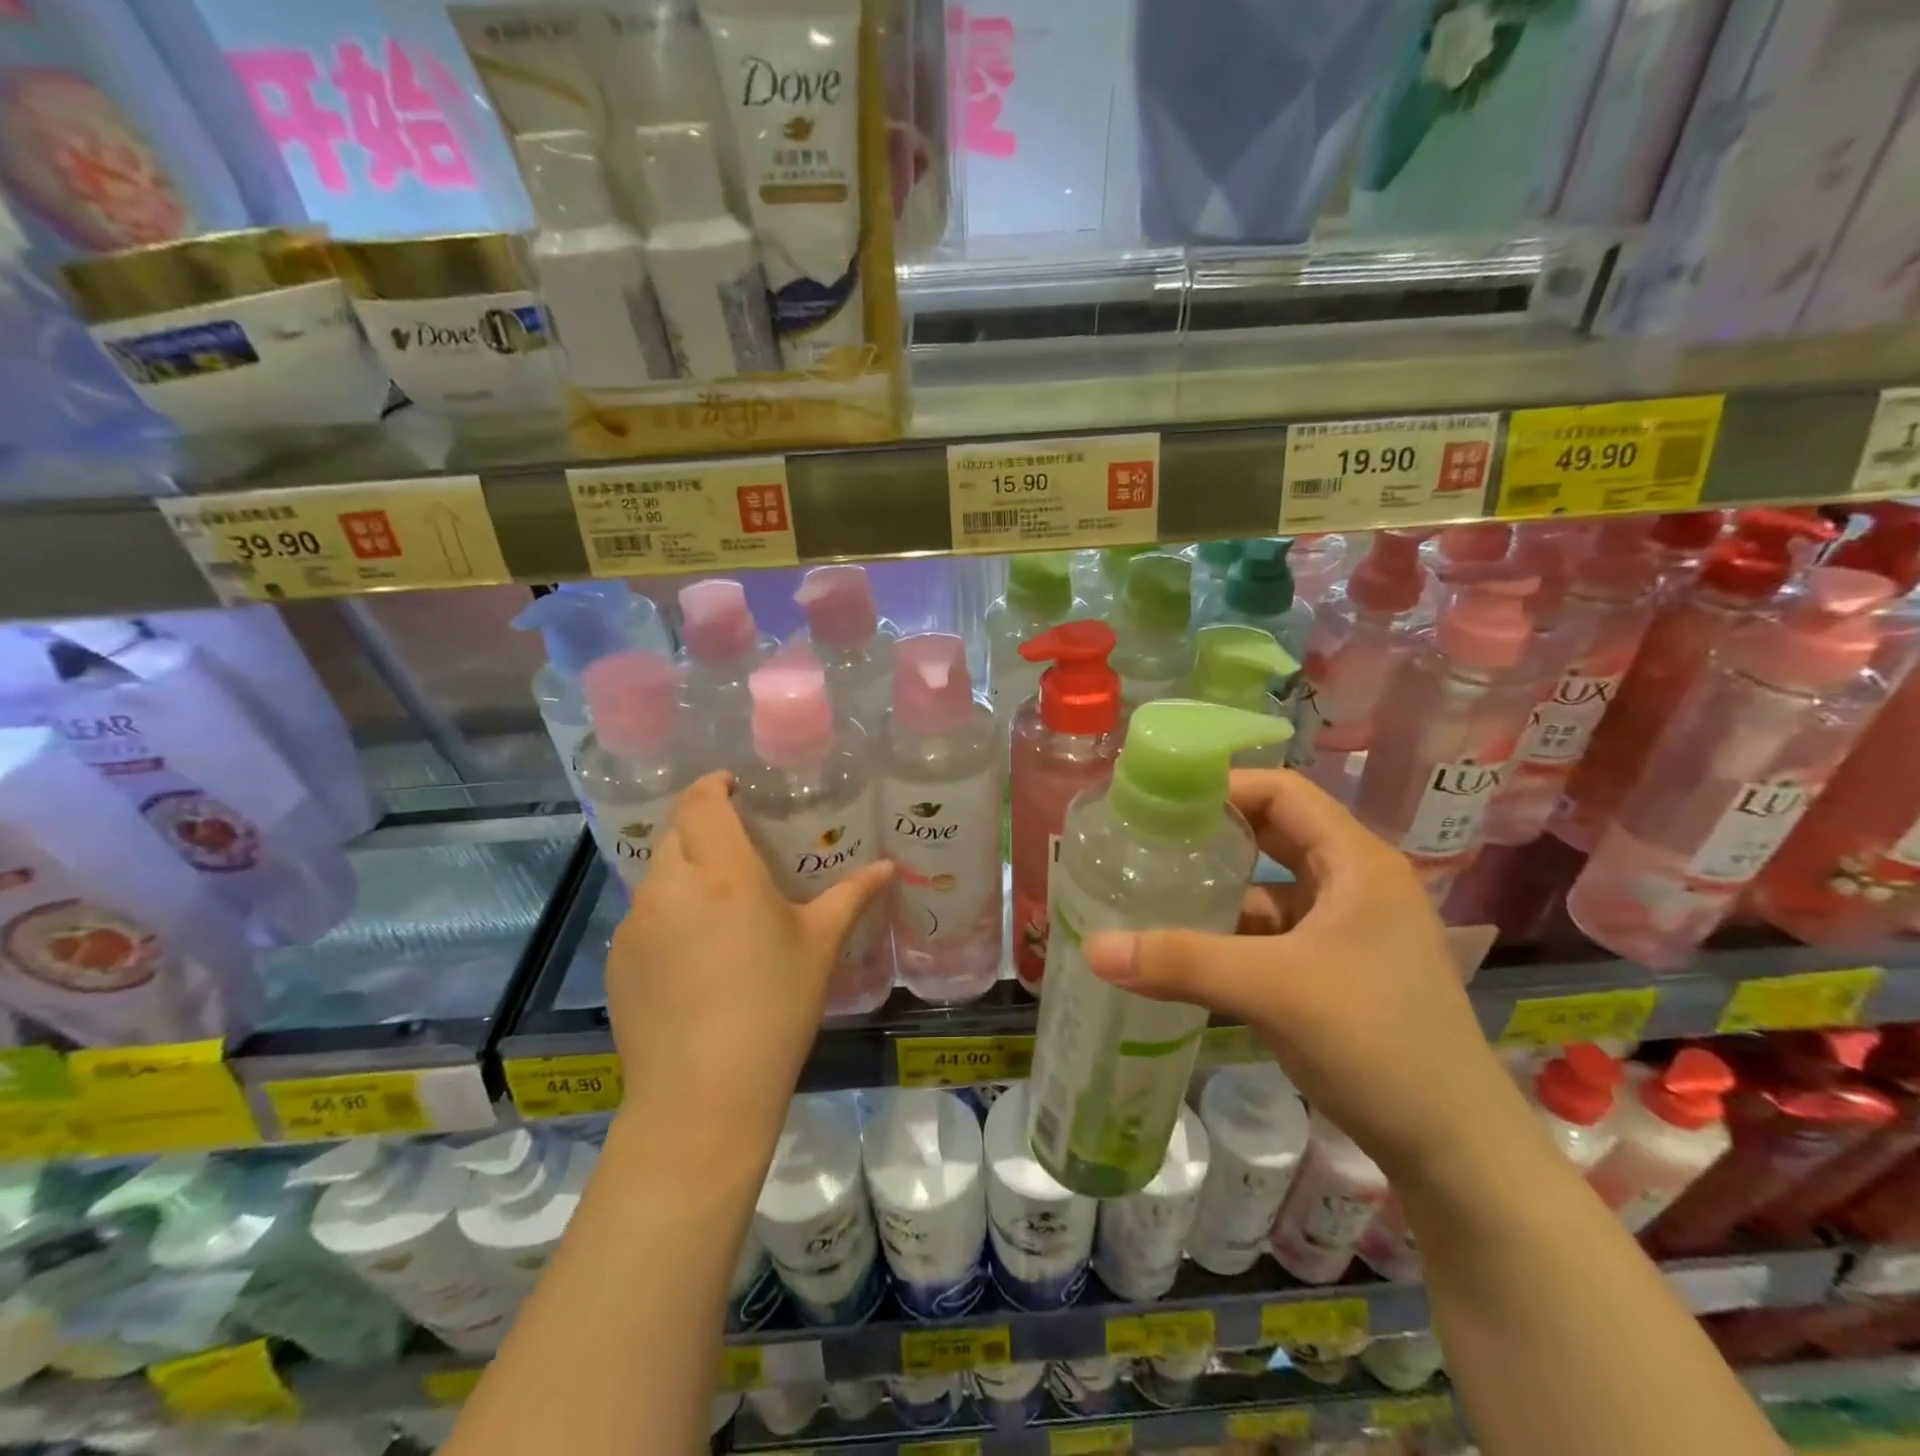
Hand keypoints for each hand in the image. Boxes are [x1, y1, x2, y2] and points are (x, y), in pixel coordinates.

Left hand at [607, 773, 893, 1173]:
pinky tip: (693, 956)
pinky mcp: (616, 961)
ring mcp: (634, 925)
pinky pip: (642, 917)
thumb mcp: (820, 947)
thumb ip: (852, 896)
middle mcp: (669, 888)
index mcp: (722, 874)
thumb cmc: (774, 1010)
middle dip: (701, 829)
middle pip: (675, 833)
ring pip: (656, 876)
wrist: (702, 1098)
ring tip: (717, 905)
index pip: (701, 802)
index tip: (733, 787)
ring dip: (683, 873)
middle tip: (737, 850)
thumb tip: (888, 867)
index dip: (712, 785)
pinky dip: (666, 915)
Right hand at [1081, 769, 1523, 1184]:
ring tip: (1152, 892)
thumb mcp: (1273, 990)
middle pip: (1273, 836)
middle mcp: (1355, 885)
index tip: (1160, 800)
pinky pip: (1272, 935)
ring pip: (1269, 890)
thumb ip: (1181, 961)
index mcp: (1357, 863)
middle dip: (1212, 837)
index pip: (1282, 792)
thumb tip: (1092, 947)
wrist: (1456, 1153)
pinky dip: (1231, 935)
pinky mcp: (1337, 972)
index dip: (1222, 786)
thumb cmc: (1377, 1043)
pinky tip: (1187, 950)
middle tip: (1147, 840)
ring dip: (1217, 892)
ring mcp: (1348, 931)